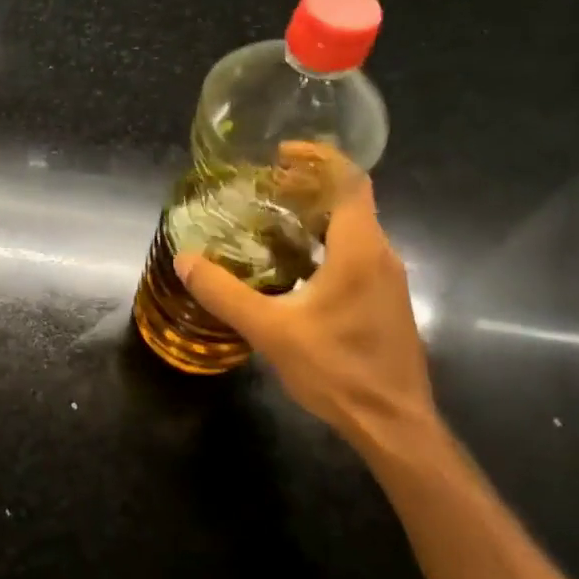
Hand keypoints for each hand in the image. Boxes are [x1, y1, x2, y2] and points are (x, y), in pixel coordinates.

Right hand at [173, 164, 440, 462]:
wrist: (394, 425)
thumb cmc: (338, 370)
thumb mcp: (270, 330)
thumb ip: (225, 293)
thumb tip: (185, 260)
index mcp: (360, 250)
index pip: (349, 181)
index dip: (318, 158)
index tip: (281, 153)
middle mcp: (381, 256)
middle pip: (350, 200)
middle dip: (308, 186)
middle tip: (263, 187)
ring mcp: (387, 280)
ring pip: (354, 229)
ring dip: (315, 216)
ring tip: (270, 219)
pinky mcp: (385, 302)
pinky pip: (356, 253)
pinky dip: (324, 242)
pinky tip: (292, 266)